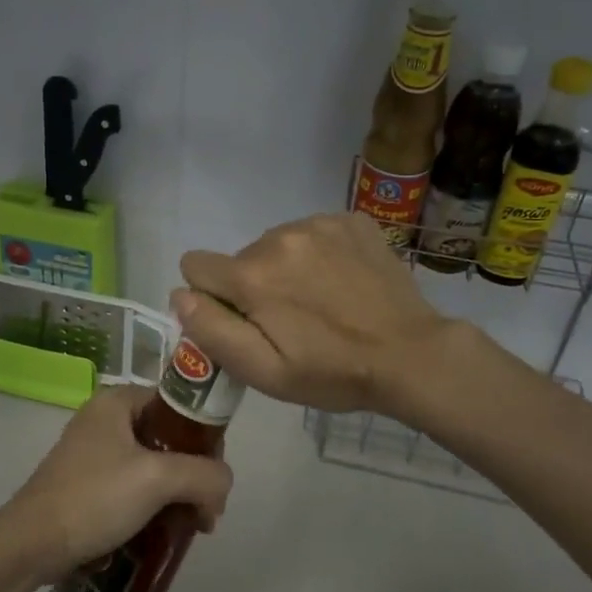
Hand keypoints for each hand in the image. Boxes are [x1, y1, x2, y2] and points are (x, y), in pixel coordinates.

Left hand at [0, 385, 233, 583]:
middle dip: (194, 474)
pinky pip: (134, 485)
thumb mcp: (158, 479)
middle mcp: (105, 418)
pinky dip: (153, 504)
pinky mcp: (87, 483)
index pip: (179, 405)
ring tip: (190, 527)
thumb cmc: (94, 498)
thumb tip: (223, 487)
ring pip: (154, 464)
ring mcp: (94, 451)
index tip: (215, 476)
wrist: (30, 545)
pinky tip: (161, 532)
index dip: (206, 437)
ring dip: (177, 493)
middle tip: (206, 511)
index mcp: (118, 401)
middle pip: (169, 437)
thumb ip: (204, 474)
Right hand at [174, 213, 453, 415]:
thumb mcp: (264, 372)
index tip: (242, 320)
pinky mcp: (350, 220)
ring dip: (285, 268)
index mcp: (252, 275)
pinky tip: (342, 282)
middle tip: (290, 320)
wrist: (411, 355)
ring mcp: (318, 223)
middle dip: (253, 286)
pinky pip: (312, 232)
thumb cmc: (333, 372)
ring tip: (320, 301)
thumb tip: (180, 294)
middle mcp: (278, 236)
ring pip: (276, 243)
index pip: (195, 266)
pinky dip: (318, 254)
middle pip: (240, 258)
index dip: (211, 297)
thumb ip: (212, 330)